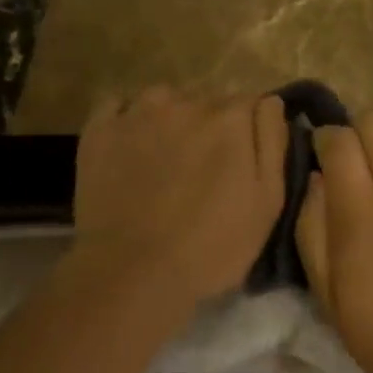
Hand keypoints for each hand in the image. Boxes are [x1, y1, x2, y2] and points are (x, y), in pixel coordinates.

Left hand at [71, 87, 288, 313]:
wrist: (132, 274)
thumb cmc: (212, 246)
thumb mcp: (268, 202)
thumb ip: (272, 141)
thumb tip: (271, 101)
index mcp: (229, 119)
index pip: (249, 102)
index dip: (248, 130)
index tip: (241, 159)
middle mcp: (185, 102)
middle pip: (207, 100)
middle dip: (211, 125)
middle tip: (203, 168)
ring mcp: (137, 112)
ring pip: (164, 98)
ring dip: (171, 117)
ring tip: (165, 157)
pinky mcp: (100, 130)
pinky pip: (119, 105)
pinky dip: (128, 118)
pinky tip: (130, 146)